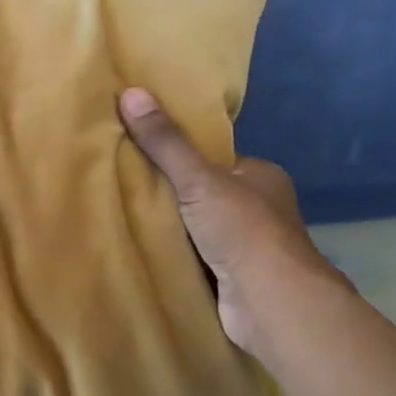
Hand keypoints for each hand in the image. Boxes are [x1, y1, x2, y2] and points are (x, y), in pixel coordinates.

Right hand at [118, 89, 338, 350]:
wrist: (271, 303)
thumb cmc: (242, 230)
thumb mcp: (198, 179)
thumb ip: (165, 142)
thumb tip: (130, 92)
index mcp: (261, 176)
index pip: (214, 158)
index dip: (179, 155)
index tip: (141, 151)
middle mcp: (259, 208)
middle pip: (203, 192)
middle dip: (171, 193)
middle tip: (124, 184)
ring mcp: (248, 246)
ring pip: (197, 227)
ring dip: (170, 227)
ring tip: (124, 214)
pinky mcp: (234, 278)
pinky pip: (195, 257)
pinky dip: (174, 255)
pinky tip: (142, 249)